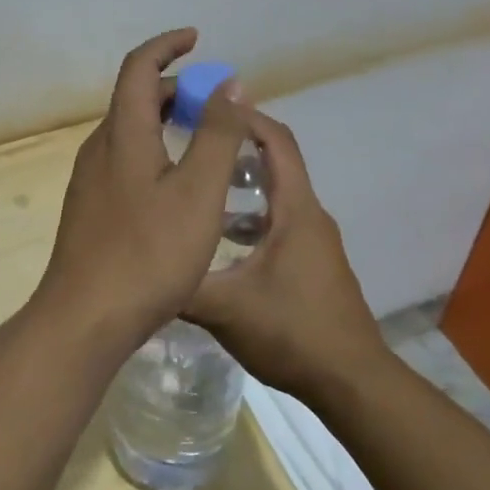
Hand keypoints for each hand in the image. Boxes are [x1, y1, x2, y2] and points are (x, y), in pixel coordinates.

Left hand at [33, 29, 250, 351]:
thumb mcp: (199, 192)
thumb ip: (218, 135)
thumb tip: (228, 84)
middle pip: (135, 99)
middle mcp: (98, 148)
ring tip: (205, 143)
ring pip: (130, 133)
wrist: (85, 317)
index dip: (168, 46)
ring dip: (166, 123)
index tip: (197, 39)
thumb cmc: (149, 253)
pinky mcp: (89, 209)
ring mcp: (89, 180)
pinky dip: (154, 151)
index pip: (139, 67)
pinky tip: (177, 186)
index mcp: (122, 134)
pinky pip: (124, 160)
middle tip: (217, 105)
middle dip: (176, 90)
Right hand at [183, 108, 386, 403]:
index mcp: (295, 210)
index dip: (243, 118)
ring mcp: (315, 241)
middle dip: (234, 147)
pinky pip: (279, 223)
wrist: (351, 381)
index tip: (204, 108)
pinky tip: (220, 243)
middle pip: (276, 162)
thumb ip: (181, 284)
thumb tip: (138, 266)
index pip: (276, 142)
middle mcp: (309, 215)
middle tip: (190, 143)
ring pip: (275, 196)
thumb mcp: (225, 308)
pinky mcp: (313, 263)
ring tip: (197, 189)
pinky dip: (250, 219)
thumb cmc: (292, 332)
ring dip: (240, 187)